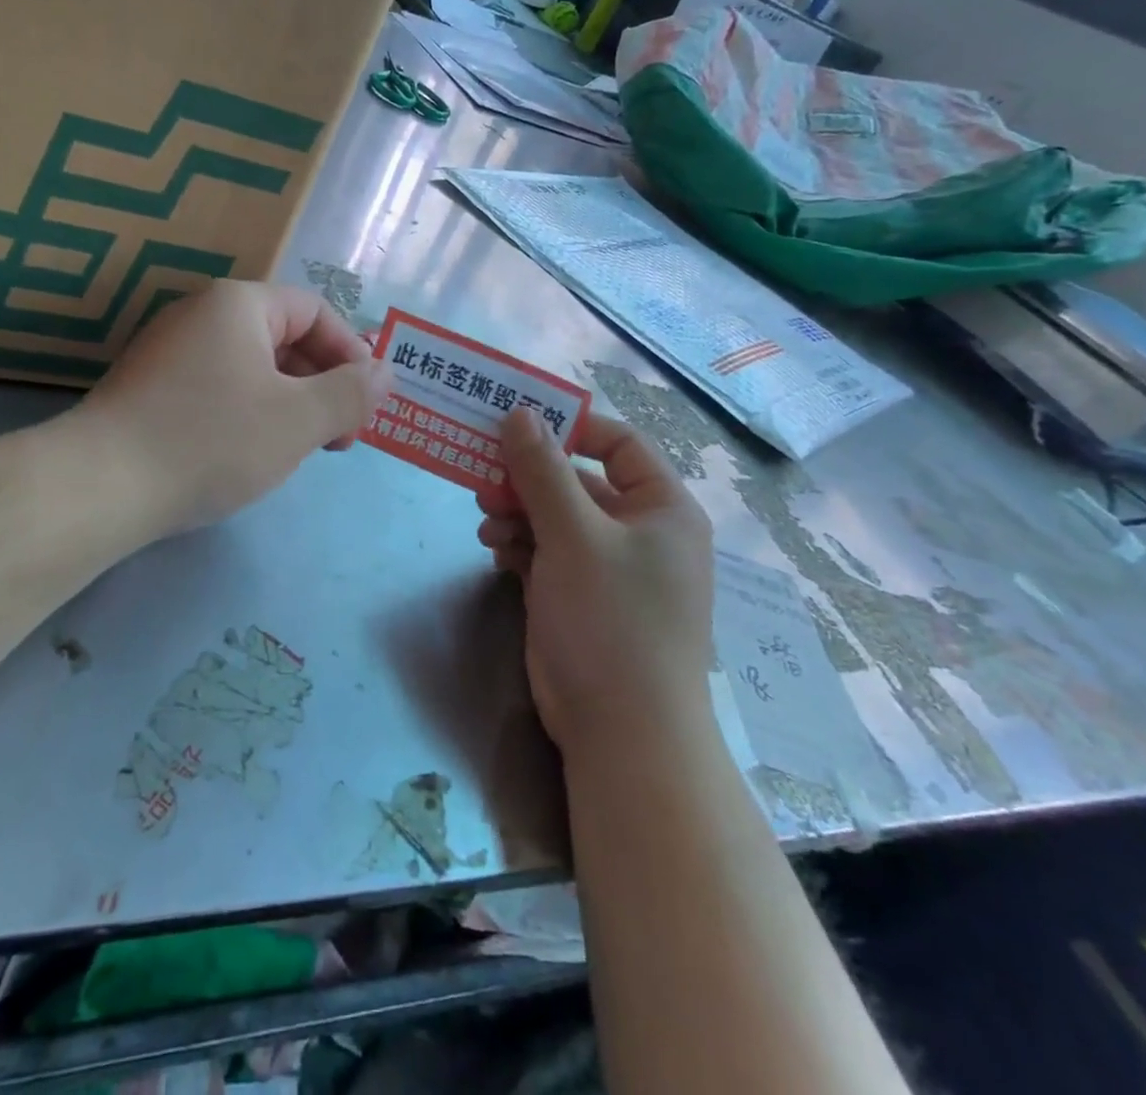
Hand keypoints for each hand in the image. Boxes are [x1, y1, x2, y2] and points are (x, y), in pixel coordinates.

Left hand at [77, 280, 392, 537]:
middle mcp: (200, 315)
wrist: (101, 485)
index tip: (365, 405)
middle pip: (283, 338)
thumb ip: (351, 393)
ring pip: (251, 368)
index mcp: (238, 305)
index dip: (351, 354)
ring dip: (289, 404)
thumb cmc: (212, 440)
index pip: (314, 311)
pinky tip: (250, 455)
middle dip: (322, 385)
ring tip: (299, 451)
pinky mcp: (149, 389)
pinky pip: (218, 389)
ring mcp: (168, 352)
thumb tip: (386, 371)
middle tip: (338, 438)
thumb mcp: (298, 419)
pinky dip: (249, 414)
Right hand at [477, 408, 714, 755]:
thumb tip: (519, 412)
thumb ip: (543, 471)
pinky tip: (495, 551)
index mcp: (661, 507)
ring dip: (518, 513)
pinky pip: (546, 552)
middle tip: (483, 473)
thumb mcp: (574, 536)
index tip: (518, 424)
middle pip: (578, 481)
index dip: (571, 428)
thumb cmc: (612, 619)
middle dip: (530, 478)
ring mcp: (608, 566)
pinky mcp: (579, 595)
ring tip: (485, 521)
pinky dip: (520, 546)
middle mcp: (639, 531)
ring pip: (555, 517)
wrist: (622, 733)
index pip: (619, 443)